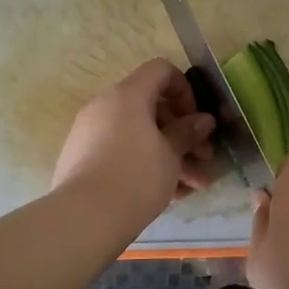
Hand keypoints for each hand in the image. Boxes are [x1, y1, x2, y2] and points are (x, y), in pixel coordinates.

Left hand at [52, 58, 218, 224]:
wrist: (83, 219)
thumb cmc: (136, 177)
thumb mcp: (171, 155)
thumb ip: (188, 132)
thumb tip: (202, 120)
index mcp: (127, 95)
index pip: (160, 70)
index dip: (185, 89)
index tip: (196, 120)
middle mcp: (105, 107)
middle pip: (151, 108)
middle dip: (182, 133)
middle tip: (205, 158)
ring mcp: (90, 134)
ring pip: (140, 136)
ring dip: (170, 156)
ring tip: (195, 187)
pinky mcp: (83, 160)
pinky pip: (122, 153)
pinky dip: (146, 166)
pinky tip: (170, 194)